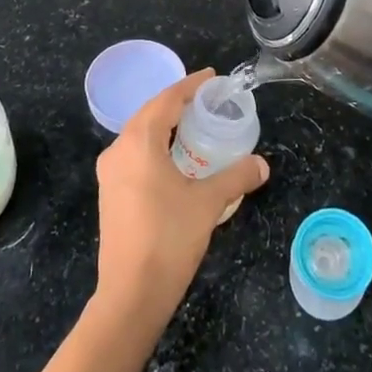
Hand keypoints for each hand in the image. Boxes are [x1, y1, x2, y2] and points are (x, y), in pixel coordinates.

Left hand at [93, 68, 269, 322]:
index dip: (190, 86)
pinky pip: (134, 154)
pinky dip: (155, 146)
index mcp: (139, 141)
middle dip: (177, 103)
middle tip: (207, 99)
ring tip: (193, 125)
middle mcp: (118, 149)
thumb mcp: (208, 203)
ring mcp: (110, 173)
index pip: (167, 100)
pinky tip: (173, 158)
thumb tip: (261, 164)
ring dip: (165, 125)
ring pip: (139, 134)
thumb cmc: (169, 238)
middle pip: (150, 113)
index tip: (212, 78)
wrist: (130, 293)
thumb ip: (235, 177)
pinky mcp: (109, 193)